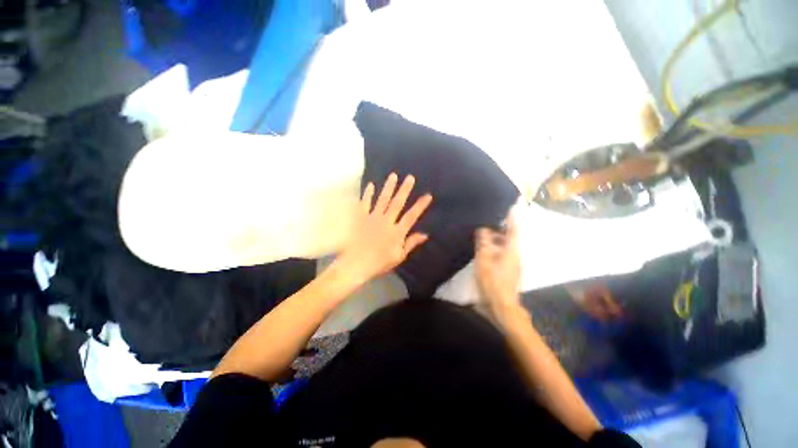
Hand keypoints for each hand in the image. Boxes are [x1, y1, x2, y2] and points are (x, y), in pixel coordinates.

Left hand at [334, 173, 432, 285]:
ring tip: (393, 175)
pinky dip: (367, 194)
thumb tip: (425, 234)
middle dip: (404, 190)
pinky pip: (365, 203)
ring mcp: (372, 218)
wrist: (356, 264)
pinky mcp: (361, 218)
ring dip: (388, 187)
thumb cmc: (379, 263)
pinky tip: (370, 185)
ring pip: (382, 200)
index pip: (411, 216)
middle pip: (397, 203)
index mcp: (397, 232)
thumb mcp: (399, 256)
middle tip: (410, 177)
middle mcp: (386, 221)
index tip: (427, 195)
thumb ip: (411, 243)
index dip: (420, 206)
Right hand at [475, 214, 523, 321]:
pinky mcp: (511, 270)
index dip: (512, 218)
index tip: (511, 206)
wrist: (502, 306)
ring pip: (507, 246)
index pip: (514, 229)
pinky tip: (487, 249)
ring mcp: (515, 264)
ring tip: (485, 233)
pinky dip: (497, 247)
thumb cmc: (492, 282)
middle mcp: (516, 255)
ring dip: (498, 238)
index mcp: (512, 250)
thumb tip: (483, 229)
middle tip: (489, 221)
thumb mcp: (484, 261)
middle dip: (502, 228)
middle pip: (511, 237)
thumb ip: (484, 244)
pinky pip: (505, 253)